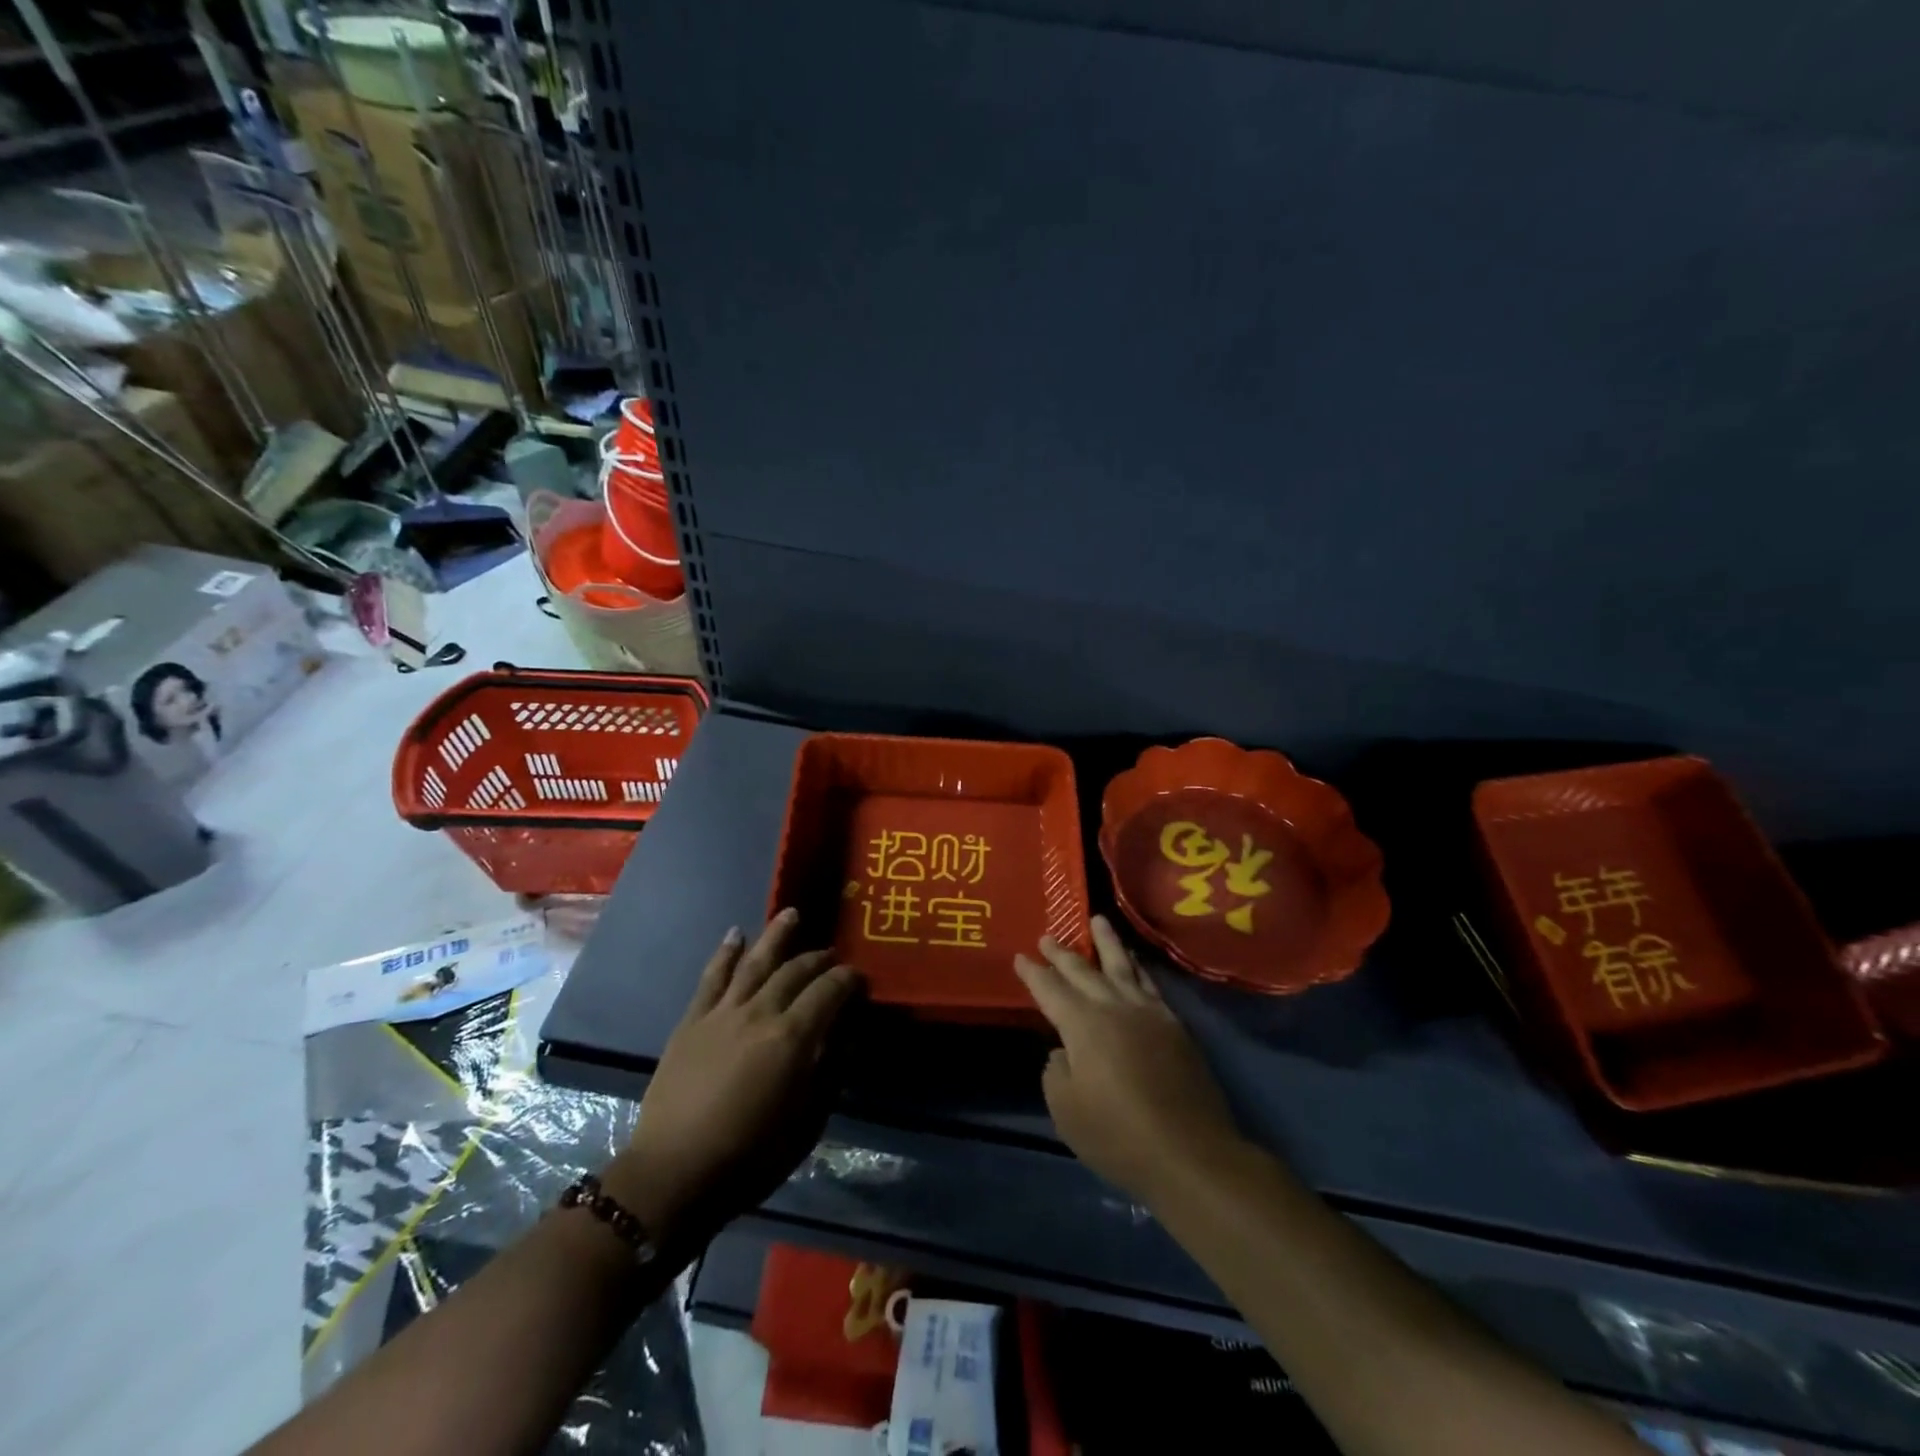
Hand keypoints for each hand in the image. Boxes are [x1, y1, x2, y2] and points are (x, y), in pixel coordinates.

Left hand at [608, 910, 860, 1247]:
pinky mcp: (692, 1021)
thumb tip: (847, 1037)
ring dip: (776, 935)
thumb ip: (829, 1073)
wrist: (673, 1174)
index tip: (860, 978)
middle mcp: (760, 1013)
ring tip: (791, 913)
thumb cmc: (749, 1157)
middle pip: (795, 972)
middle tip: (832, 955)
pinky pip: (711, 978)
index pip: (829, 992)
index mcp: (792, 1038)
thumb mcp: (806, 1123)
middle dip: (818, 959)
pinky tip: (736, 934)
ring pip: (754, 962)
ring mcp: (722, 1013)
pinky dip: (725, 954)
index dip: (849, 979)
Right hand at [1015, 916, 1248, 1202]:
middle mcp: (1114, 1008)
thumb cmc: (1118, 1135)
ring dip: (1107, 943)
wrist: (1189, 1152)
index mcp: (1083, 1025)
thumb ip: (1056, 1073)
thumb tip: (1063, 1052)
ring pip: (1122, 966)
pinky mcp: (1174, 1026)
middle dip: (1063, 953)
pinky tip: (1134, 962)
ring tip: (1098, 920)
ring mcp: (1148, 1013)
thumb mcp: (1066, 1111)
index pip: (1050, 990)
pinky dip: (1138, 967)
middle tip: (1048, 936)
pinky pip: (1150, 984)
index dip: (1033, 973)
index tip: (1021, 956)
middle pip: (1084, 972)